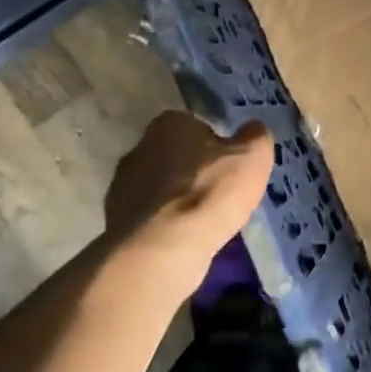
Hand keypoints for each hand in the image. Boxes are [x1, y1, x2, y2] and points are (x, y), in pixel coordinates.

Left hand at [103, 111, 272, 277]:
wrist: (162, 248)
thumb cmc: (211, 190)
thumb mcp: (253, 156)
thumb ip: (255, 136)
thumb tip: (253, 129)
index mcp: (169, 123)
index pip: (194, 125)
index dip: (214, 144)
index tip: (228, 164)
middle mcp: (139, 147)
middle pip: (173, 155)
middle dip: (192, 170)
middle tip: (217, 191)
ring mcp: (121, 186)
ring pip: (158, 187)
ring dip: (176, 199)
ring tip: (202, 220)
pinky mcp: (114, 221)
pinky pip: (148, 216)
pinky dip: (163, 224)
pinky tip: (182, 238)